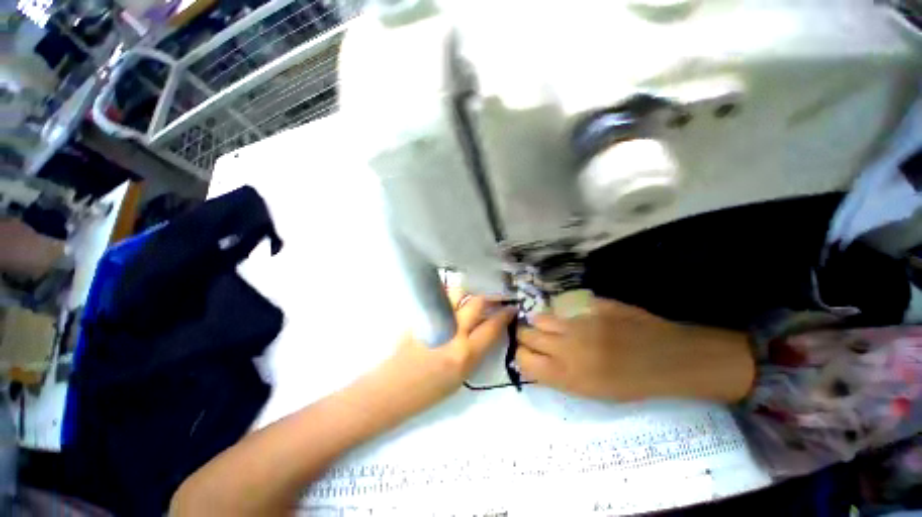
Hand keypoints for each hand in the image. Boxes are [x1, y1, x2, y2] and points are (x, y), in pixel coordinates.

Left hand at [375, 292, 515, 410]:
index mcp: (465, 353)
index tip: (511, 308)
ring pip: (457, 293)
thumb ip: (477, 350)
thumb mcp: (462, 376)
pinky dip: (452, 294)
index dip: (505, 315)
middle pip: (476, 303)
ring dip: (469, 290)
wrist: (391, 389)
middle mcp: (453, 332)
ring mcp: (436, 320)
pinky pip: (442, 298)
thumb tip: (488, 329)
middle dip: (490, 295)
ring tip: (475, 292)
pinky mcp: (422, 315)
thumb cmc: (429, 391)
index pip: (492, 326)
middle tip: (496, 294)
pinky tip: (457, 296)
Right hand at [515, 298, 753, 401]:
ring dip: (539, 323)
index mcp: (567, 375)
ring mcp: (578, 323)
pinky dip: (561, 314)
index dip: (521, 356)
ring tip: (548, 327)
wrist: (670, 360)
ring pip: (539, 318)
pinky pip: (563, 308)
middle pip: (526, 335)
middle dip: (525, 337)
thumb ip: (558, 376)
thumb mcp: (592, 393)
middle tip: (533, 339)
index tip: (527, 355)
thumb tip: (536, 361)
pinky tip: (571, 318)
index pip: (523, 360)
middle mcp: (567, 347)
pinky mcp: (590, 306)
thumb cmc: (632, 384)